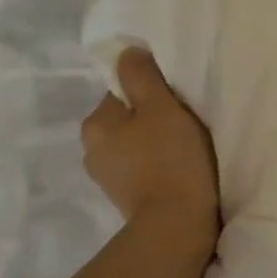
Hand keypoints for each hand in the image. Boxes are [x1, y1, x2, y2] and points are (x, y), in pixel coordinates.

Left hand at [82, 48, 218, 249]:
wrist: (177, 225)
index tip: (177, 103)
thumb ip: (141, 75)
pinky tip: (178, 171)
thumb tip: (126, 52)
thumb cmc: (170, 159)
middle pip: (128, 119)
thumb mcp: (161, 106)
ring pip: (135, 145)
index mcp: (95, 124)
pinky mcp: (125, 199)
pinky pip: (142, 169)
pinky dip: (158, 166)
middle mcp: (91, 150)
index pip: (122, 91)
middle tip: (185, 126)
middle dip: (152, 119)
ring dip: (155, 144)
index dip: (152, 92)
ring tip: (185, 151)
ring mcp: (107, 178)